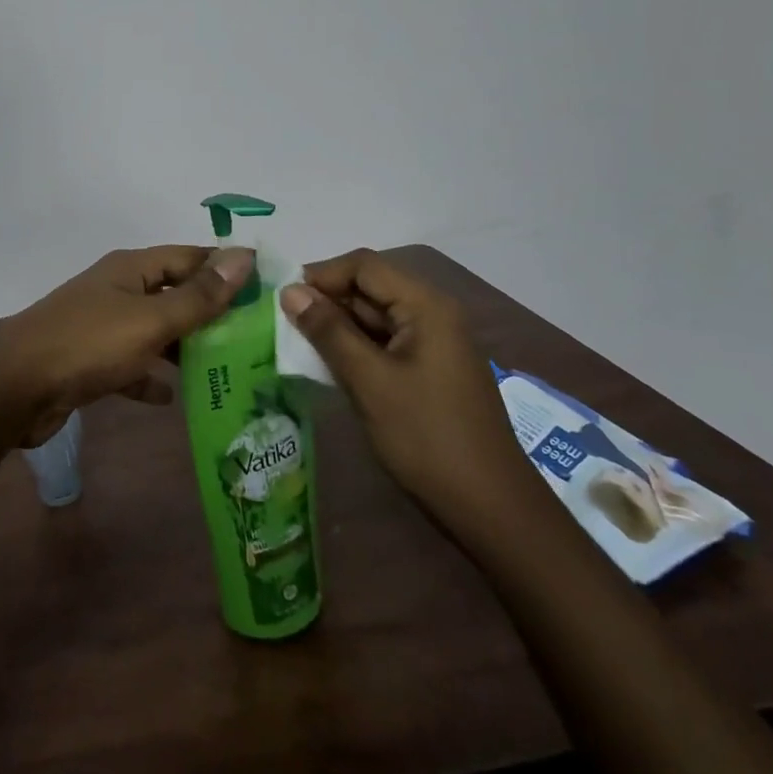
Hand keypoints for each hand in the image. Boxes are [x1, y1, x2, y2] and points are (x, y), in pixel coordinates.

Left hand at [0, 245, 254, 447]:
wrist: (13, 388)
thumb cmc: (87, 345)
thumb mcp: (150, 320)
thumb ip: (199, 295)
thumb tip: (244, 256)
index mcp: (131, 269)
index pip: (189, 257)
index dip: (226, 268)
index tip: (267, 288)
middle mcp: (116, 290)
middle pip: (173, 294)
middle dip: (210, 312)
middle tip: (255, 336)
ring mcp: (100, 326)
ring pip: (154, 331)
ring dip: (184, 346)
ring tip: (228, 367)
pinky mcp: (89, 362)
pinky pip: (130, 364)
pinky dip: (150, 376)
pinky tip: (173, 397)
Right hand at [281, 249, 538, 530]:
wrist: (489, 507)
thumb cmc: (426, 437)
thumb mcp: (369, 381)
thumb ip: (329, 331)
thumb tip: (290, 290)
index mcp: (426, 306)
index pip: (364, 265)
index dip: (321, 274)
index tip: (283, 300)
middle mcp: (432, 314)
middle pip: (370, 287)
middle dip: (326, 300)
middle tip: (283, 325)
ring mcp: (432, 343)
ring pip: (374, 317)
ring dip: (337, 326)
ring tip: (297, 344)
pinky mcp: (428, 369)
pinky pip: (384, 343)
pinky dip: (354, 348)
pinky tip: (328, 365)